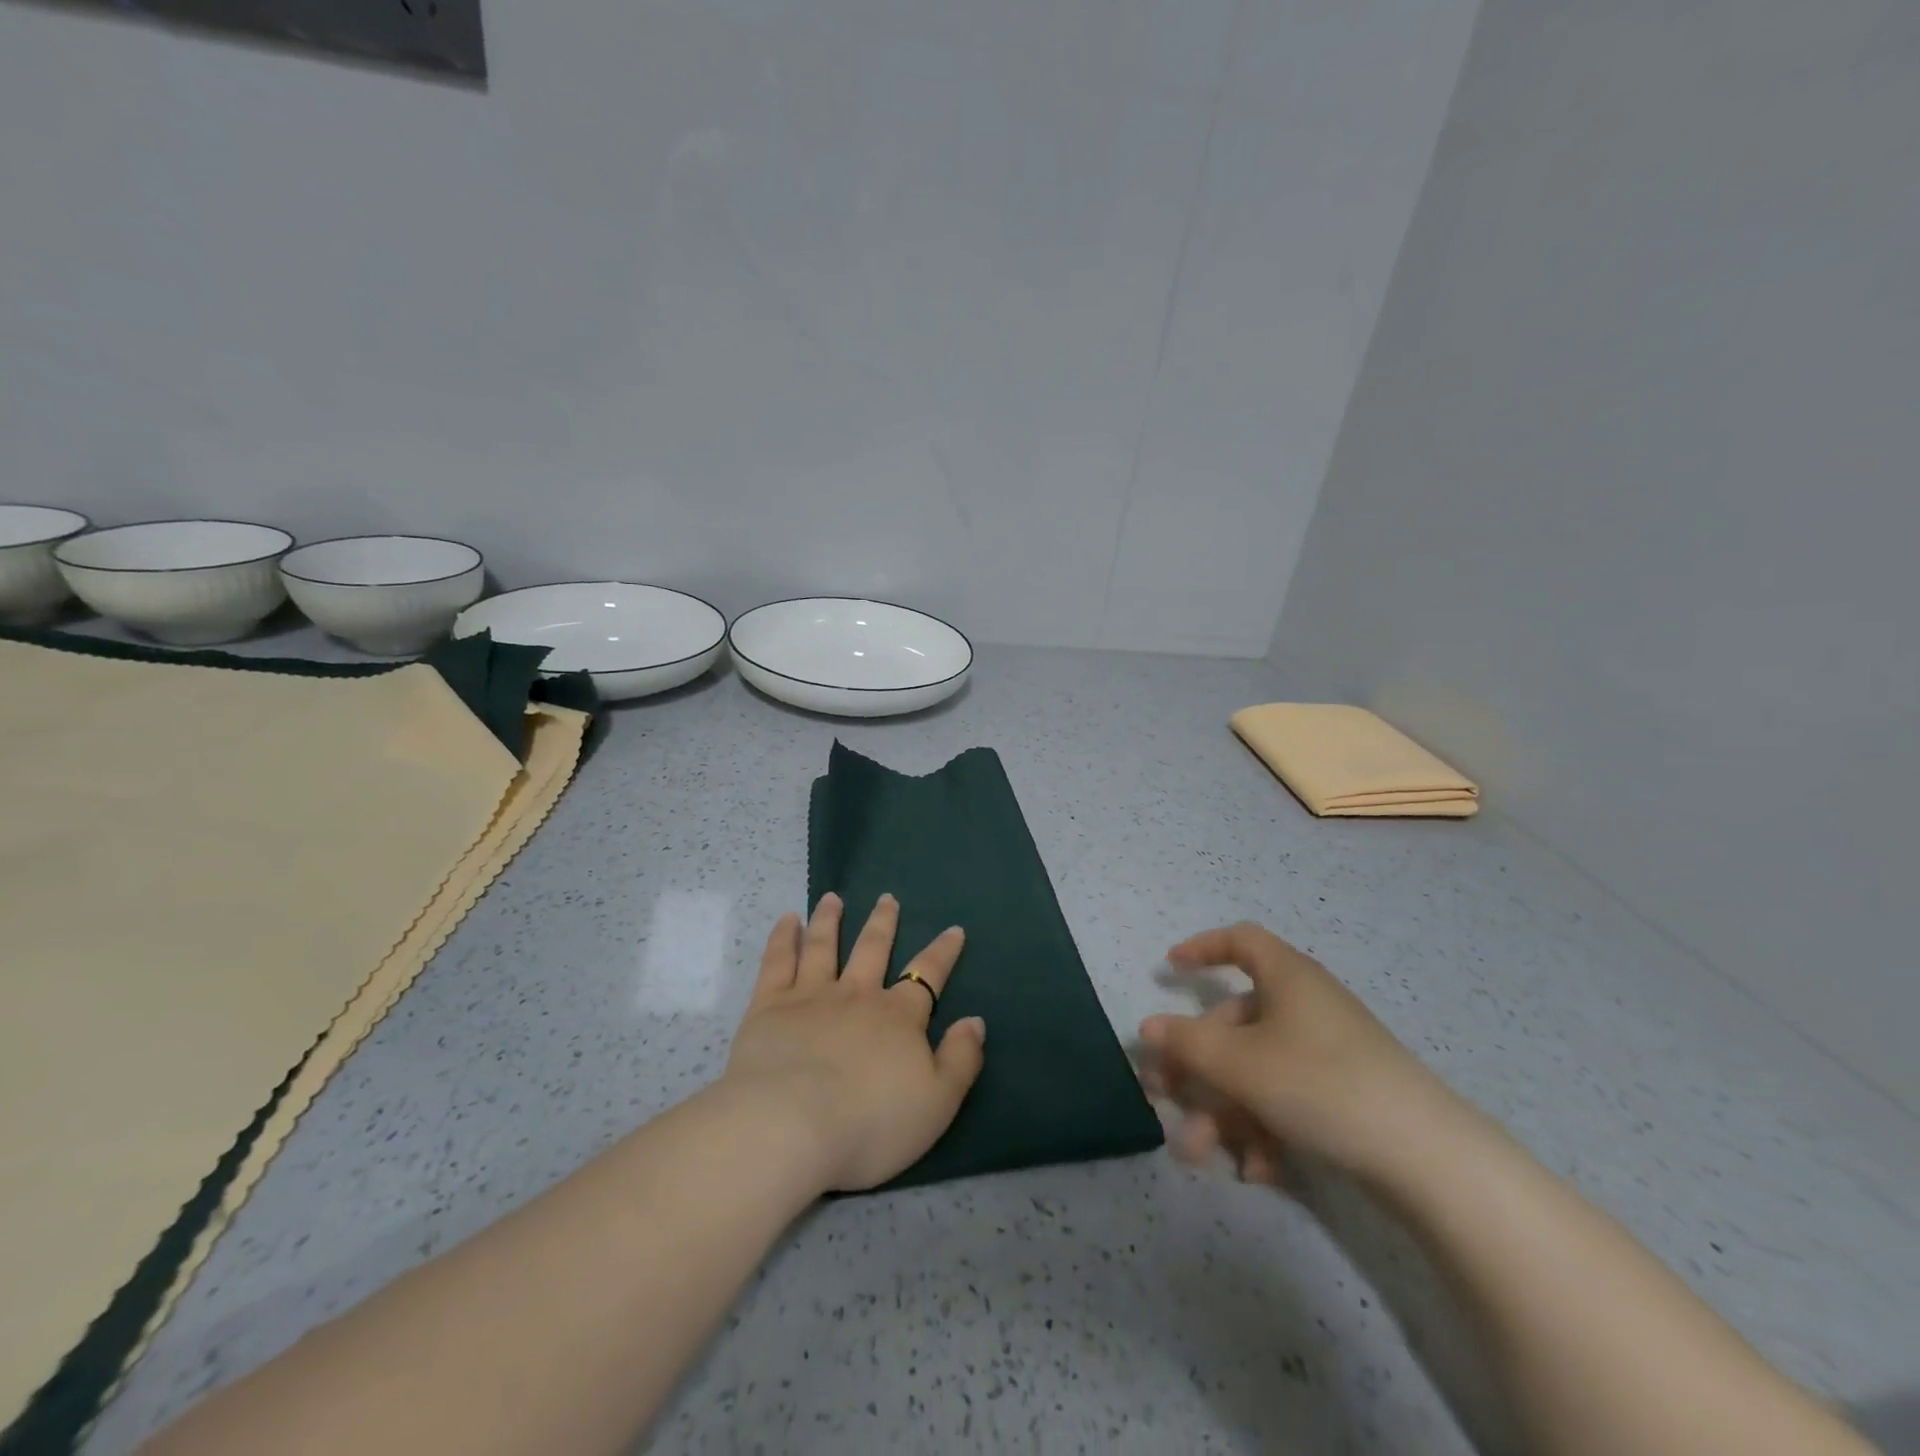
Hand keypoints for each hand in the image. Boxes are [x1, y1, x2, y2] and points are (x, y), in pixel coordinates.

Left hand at [723, 893, 986, 1192]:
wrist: (790, 1126)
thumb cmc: (870, 1123)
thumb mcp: (937, 1102)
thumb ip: (961, 1059)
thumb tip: (976, 1021)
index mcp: (898, 1017)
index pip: (927, 974)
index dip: (943, 952)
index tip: (954, 929)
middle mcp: (857, 995)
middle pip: (873, 949)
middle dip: (883, 923)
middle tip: (887, 898)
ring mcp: (811, 996)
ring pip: (824, 946)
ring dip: (830, 920)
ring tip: (832, 898)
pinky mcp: (769, 1006)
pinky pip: (778, 962)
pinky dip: (784, 938)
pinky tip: (787, 921)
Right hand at [1139, 922, 1457, 1186]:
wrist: (1428, 1159)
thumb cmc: (1320, 1084)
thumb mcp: (1240, 1063)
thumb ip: (1187, 1043)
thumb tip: (1148, 1028)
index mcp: (1287, 977)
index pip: (1240, 941)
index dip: (1201, 949)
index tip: (1169, 971)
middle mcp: (1306, 1005)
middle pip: (1236, 1023)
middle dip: (1195, 1065)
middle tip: (1163, 1094)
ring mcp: (1329, 1052)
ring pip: (1257, 1070)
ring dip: (1223, 1111)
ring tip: (1201, 1156)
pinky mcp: (1346, 1094)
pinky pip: (1289, 1098)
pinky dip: (1266, 1129)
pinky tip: (1259, 1172)